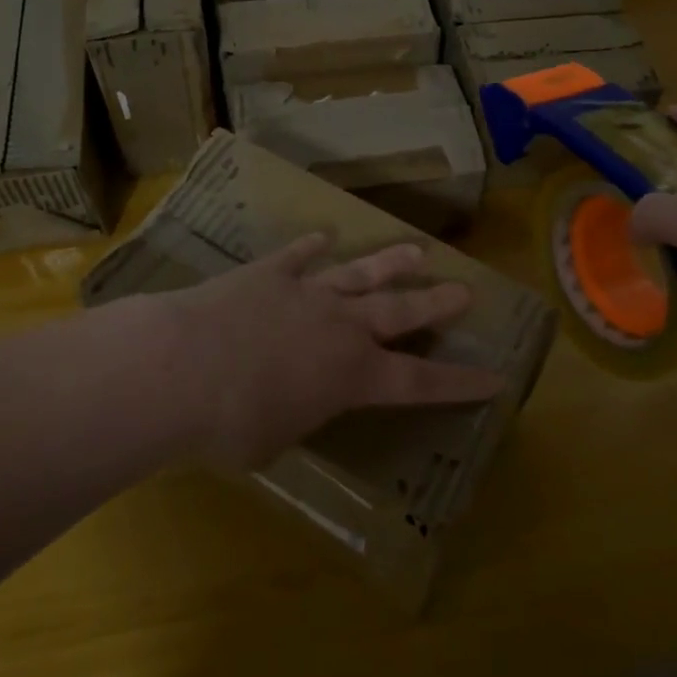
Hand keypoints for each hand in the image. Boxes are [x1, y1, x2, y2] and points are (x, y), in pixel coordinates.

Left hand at [154, 235, 501, 470]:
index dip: (460, 383)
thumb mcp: (273, 442)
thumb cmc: (229, 425)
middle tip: (465, 290)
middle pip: (401, 312)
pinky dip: (313, 246)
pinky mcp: (269, 273)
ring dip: (391, 264)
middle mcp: (341, 328)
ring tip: (417, 251)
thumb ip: (295, 418)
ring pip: (361, 274)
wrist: (180, 368)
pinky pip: (299, 255)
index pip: (420, 383)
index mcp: (352, 377)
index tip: (496, 378)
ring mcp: (307, 293)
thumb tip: (291, 405)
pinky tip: (324, 235)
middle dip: (436, 303)